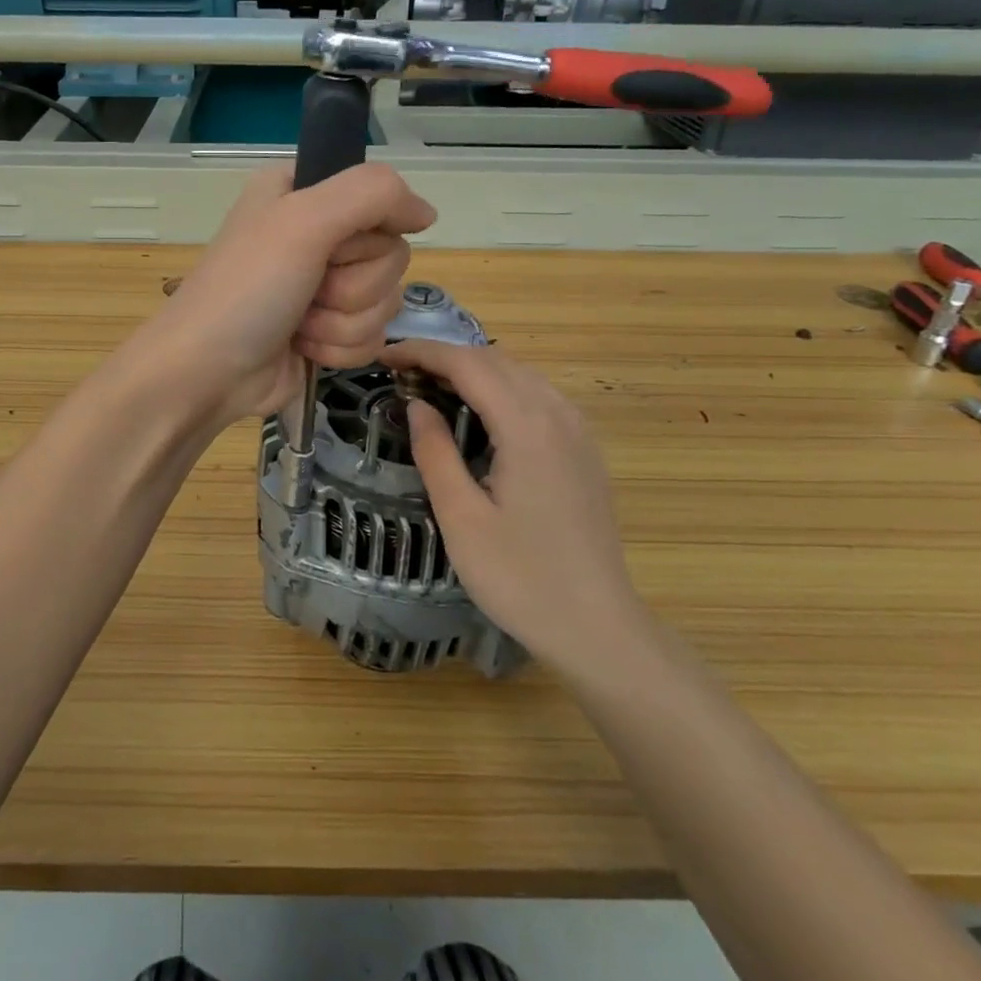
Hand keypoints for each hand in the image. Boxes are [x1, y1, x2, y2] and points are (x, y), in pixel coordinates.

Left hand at [137, 164, 435, 426]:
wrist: (207, 372)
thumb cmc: (248, 289)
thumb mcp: (303, 220)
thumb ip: (373, 194)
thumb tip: (427, 213)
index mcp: (304, 193)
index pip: (381, 197)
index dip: (368, 229)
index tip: (336, 245)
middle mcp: (317, 234)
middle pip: (390, 254)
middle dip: (352, 285)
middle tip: (309, 290)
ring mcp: (325, 286)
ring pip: (386, 300)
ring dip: (342, 321)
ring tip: (299, 322)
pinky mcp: (330, 330)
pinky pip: (373, 336)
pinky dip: (339, 347)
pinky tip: (304, 347)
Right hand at [386, 339, 647, 676]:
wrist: (597, 627)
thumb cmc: (520, 577)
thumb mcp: (461, 517)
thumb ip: (435, 452)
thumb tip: (417, 405)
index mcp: (527, 425)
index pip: (467, 364)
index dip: (421, 352)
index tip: (382, 356)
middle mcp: (558, 413)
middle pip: (495, 360)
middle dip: (444, 357)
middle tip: (400, 374)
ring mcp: (578, 430)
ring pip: (520, 374)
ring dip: (473, 370)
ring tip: (431, 387)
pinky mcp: (585, 449)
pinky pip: (538, 396)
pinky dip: (501, 388)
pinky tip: (479, 413)